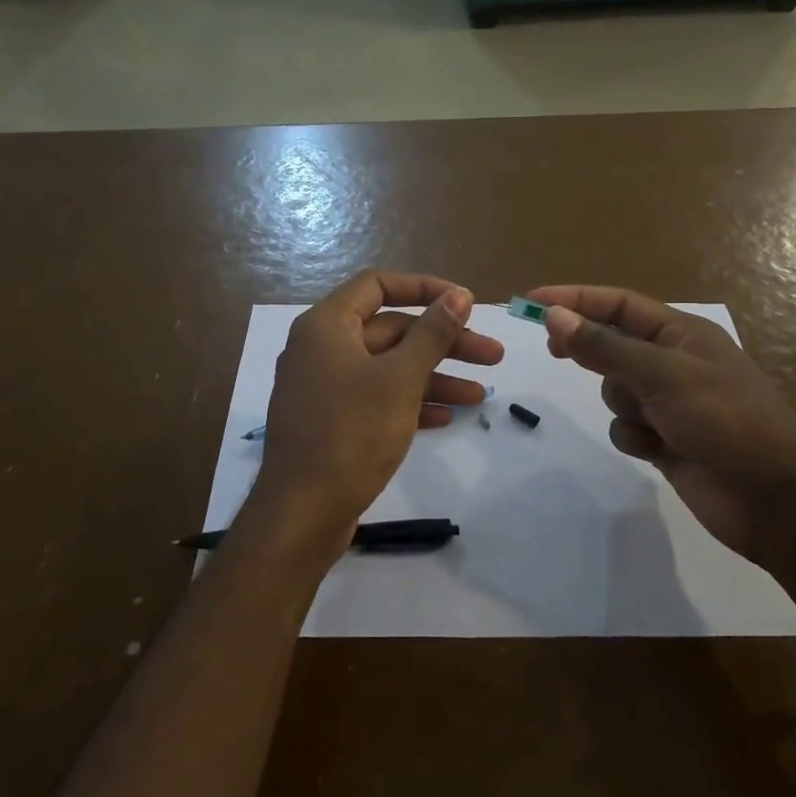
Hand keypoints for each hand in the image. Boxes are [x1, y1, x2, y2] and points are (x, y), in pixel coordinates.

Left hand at [252, 271, 503, 544]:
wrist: (303, 511)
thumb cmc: (352, 433)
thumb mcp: (400, 378)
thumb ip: (432, 333)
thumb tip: (459, 296)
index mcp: (327, 325)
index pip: (378, 285)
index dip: (425, 288)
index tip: (465, 303)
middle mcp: (321, 349)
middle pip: (390, 330)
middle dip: (443, 342)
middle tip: (492, 357)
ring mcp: (324, 387)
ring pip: (387, 368)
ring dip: (434, 377)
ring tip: (480, 396)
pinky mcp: (331, 421)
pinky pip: (376, 398)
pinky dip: (410, 403)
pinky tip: (447, 418)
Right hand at [527, 285, 795, 567]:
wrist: (774, 499)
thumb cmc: (726, 421)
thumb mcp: (663, 376)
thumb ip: (605, 348)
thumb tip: (555, 316)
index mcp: (681, 334)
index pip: (618, 305)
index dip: (575, 299)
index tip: (532, 303)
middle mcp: (672, 362)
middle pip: (611, 344)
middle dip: (589, 351)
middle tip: (552, 351)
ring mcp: (668, 403)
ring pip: (614, 390)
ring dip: (623, 405)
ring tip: (652, 422)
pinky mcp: (665, 439)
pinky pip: (626, 428)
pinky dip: (635, 438)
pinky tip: (659, 451)